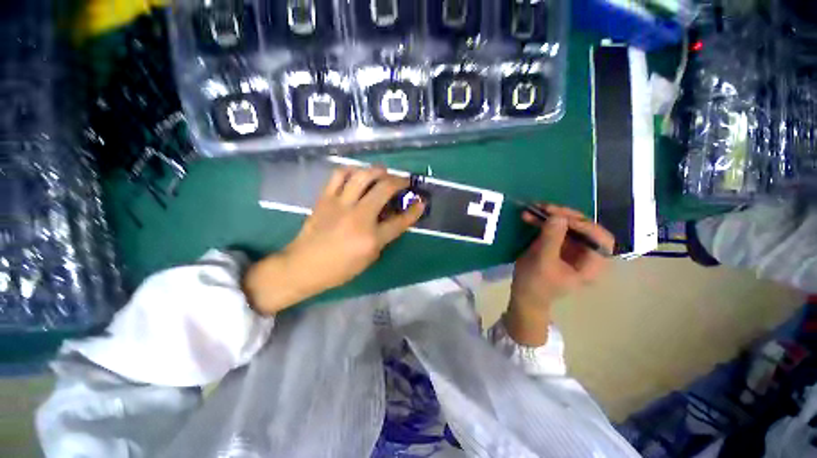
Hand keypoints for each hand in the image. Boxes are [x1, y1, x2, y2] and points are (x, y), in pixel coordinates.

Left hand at [244, 166, 424, 314]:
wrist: (303, 265)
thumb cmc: (339, 269)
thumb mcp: (369, 258)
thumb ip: (383, 236)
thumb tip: (392, 217)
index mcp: (371, 238)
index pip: (400, 221)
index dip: (414, 211)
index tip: (421, 202)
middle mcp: (358, 217)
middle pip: (384, 189)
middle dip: (399, 181)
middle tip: (404, 181)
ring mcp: (340, 205)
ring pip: (362, 176)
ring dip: (377, 170)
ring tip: (383, 172)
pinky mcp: (325, 198)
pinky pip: (338, 175)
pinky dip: (351, 170)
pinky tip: (357, 174)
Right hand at [504, 204, 614, 345]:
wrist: (524, 295)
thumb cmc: (536, 284)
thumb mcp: (542, 262)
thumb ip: (551, 239)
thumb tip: (558, 216)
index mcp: (592, 264)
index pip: (600, 239)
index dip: (584, 225)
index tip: (561, 219)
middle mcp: (586, 253)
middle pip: (584, 227)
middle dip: (565, 216)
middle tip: (545, 208)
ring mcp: (572, 248)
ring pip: (568, 225)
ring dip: (551, 216)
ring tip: (533, 208)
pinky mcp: (559, 245)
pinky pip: (555, 228)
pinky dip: (543, 221)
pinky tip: (529, 216)